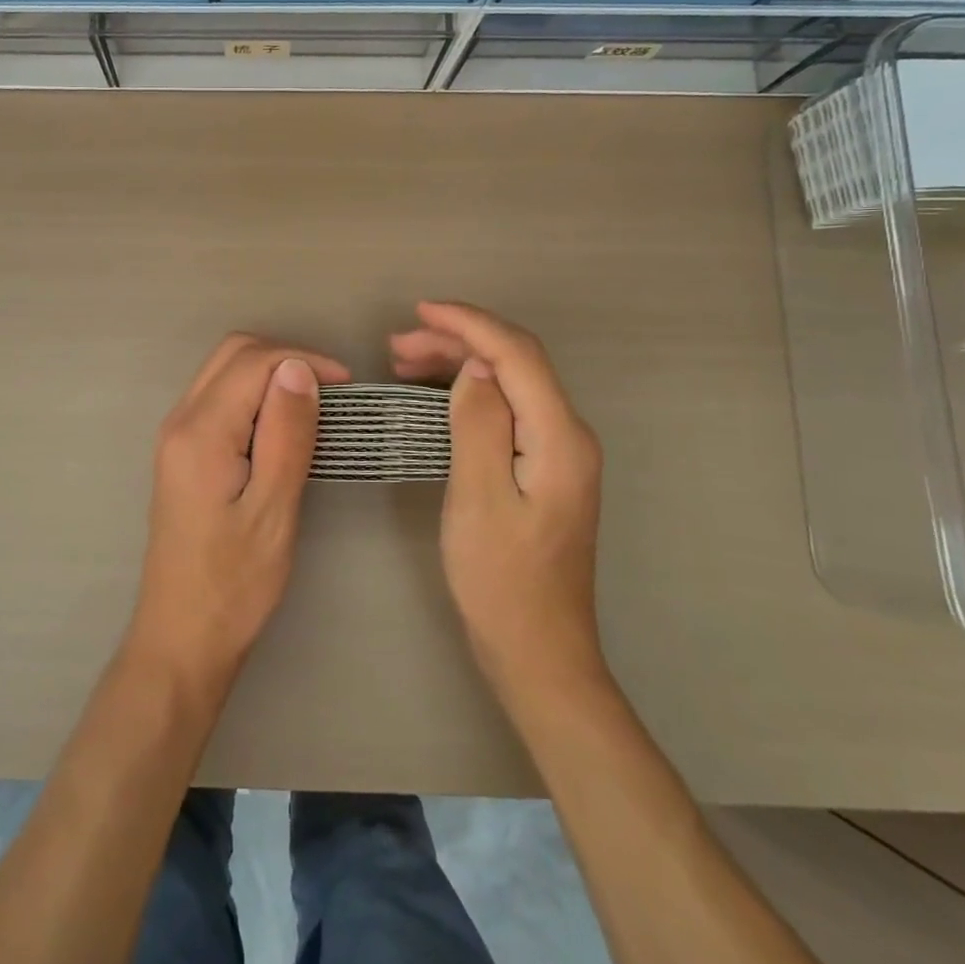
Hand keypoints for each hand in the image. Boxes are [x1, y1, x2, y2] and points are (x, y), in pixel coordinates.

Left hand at [128, 334, 350, 696]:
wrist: (182, 635)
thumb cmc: (234, 583)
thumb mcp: (273, 510)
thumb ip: (286, 434)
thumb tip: (298, 368)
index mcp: (200, 432)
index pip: (253, 361)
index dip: (303, 361)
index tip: (347, 388)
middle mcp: (180, 421)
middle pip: (232, 354)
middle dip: (285, 358)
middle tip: (331, 393)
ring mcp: (176, 435)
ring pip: (223, 372)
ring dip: (269, 374)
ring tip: (312, 407)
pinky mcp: (181, 452)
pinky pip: (218, 397)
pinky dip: (253, 395)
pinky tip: (281, 425)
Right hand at [391, 302, 606, 702]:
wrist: (538, 652)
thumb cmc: (501, 580)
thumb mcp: (478, 498)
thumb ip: (479, 423)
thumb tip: (474, 367)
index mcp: (559, 437)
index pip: (516, 355)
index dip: (468, 324)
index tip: (419, 311)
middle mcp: (568, 435)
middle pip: (515, 363)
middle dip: (457, 340)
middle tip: (396, 346)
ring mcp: (559, 452)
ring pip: (510, 382)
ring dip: (460, 363)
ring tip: (403, 362)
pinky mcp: (543, 468)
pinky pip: (507, 408)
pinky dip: (468, 391)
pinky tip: (435, 395)